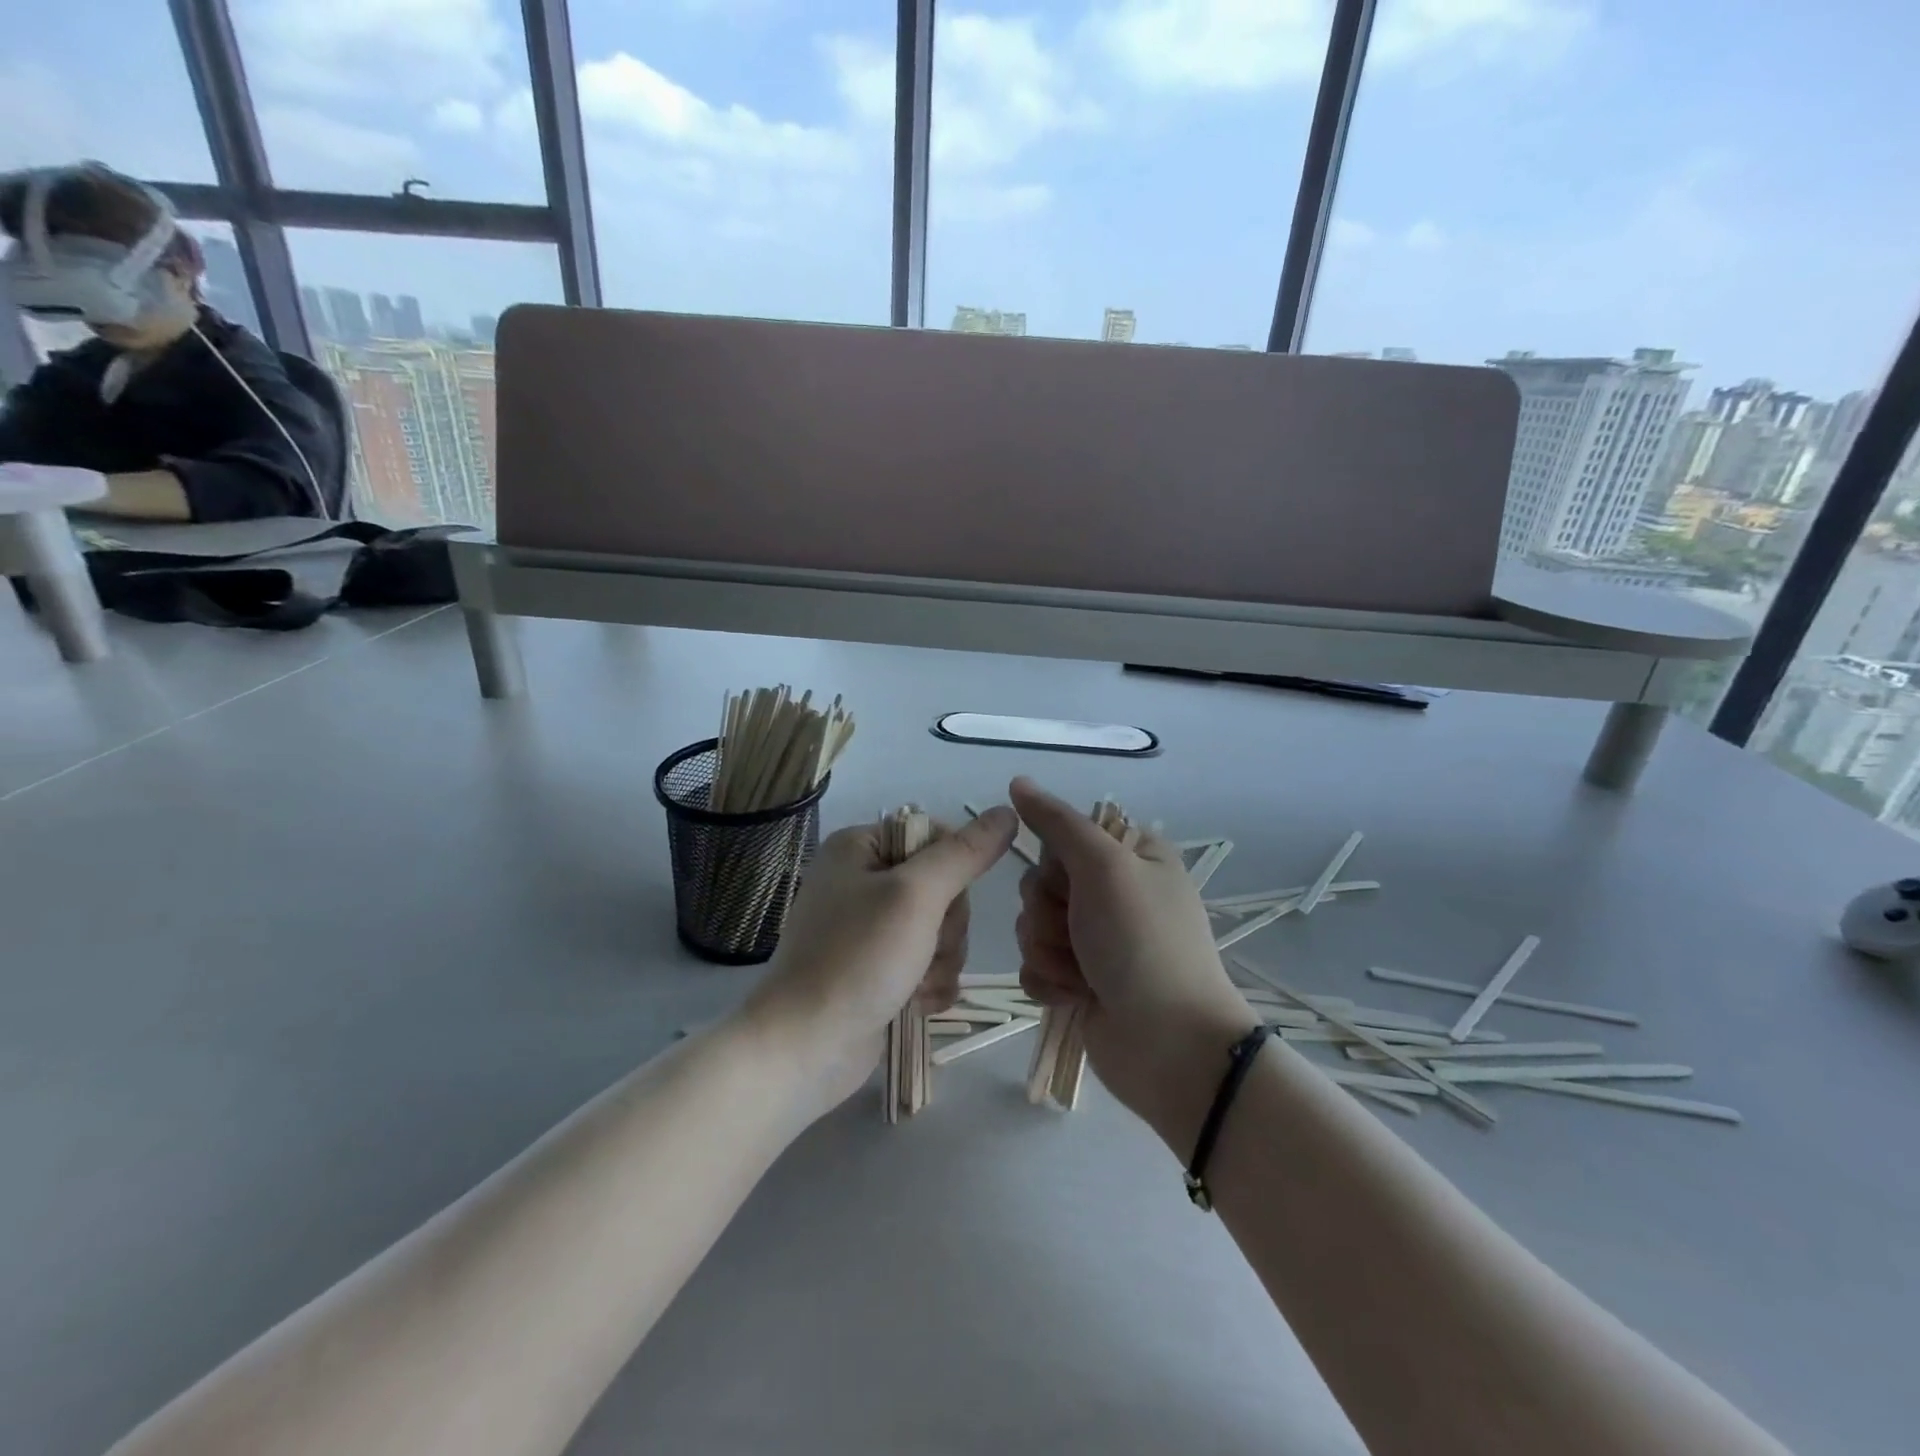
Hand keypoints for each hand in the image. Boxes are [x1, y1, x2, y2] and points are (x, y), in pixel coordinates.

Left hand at [741, 806, 1018, 1113]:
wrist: (806, 1048)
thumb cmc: (857, 958)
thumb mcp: (915, 896)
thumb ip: (964, 854)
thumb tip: (1007, 813)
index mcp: (861, 848)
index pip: (936, 836)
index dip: (955, 869)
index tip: (943, 901)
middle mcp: (863, 881)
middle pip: (944, 888)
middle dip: (946, 927)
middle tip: (923, 949)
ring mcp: (871, 930)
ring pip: (942, 931)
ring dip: (941, 961)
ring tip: (915, 984)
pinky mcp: (880, 970)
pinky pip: (930, 964)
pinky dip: (931, 985)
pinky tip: (915, 1004)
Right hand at [1010, 777, 1257, 1151]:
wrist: (1169, 1045)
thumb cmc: (1142, 943)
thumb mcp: (1105, 866)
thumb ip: (1057, 823)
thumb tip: (1017, 782)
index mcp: (1131, 857)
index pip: (1063, 837)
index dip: (1057, 861)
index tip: (1075, 880)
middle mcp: (1113, 894)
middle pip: (1040, 883)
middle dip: (1049, 913)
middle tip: (1081, 933)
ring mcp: (1095, 941)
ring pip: (1032, 926)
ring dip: (1048, 951)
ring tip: (1083, 974)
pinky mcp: (1078, 982)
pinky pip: (1033, 966)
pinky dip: (1048, 982)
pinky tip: (1074, 996)